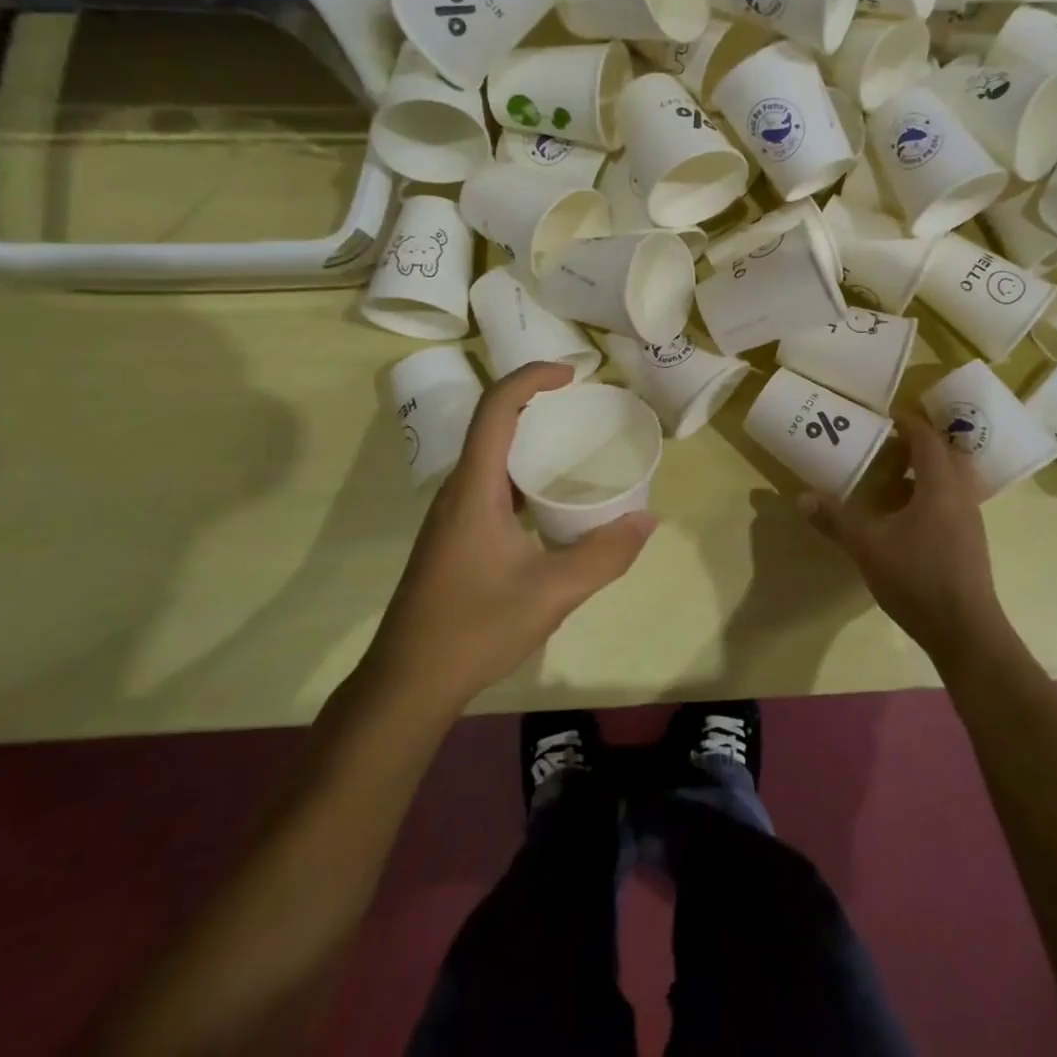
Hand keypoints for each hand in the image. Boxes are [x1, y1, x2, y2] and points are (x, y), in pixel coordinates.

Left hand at [360, 362, 656, 713]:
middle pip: (493, 425)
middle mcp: (459, 491)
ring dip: (529, 440)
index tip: (572, 375)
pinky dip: (524, 475)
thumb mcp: (552, 592)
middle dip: (536, 403)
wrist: (408, 682)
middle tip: (584, 408)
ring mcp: (453, 516)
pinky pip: (491, 486)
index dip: (532, 378)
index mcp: (475, 488)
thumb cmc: (475, 628)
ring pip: (492, 458)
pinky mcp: (455, 539)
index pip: (497, 409)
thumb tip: (648, 519)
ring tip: (576, 448)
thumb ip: (604, 554)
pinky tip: (552, 504)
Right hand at [802, 411, 1004, 666]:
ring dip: (929, 469)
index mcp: (940, 486)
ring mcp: (971, 520)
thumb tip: (802, 497)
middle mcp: (961, 495)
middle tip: (891, 442)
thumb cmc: (917, 578)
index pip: (928, 439)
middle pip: (948, 454)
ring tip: (896, 475)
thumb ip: (836, 520)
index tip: (886, 415)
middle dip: (922, 443)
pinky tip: (908, 513)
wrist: (965, 631)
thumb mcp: (868, 547)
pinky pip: (954, 500)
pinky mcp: (971, 542)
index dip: (908, 422)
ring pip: (954, 479)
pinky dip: (933, 493)